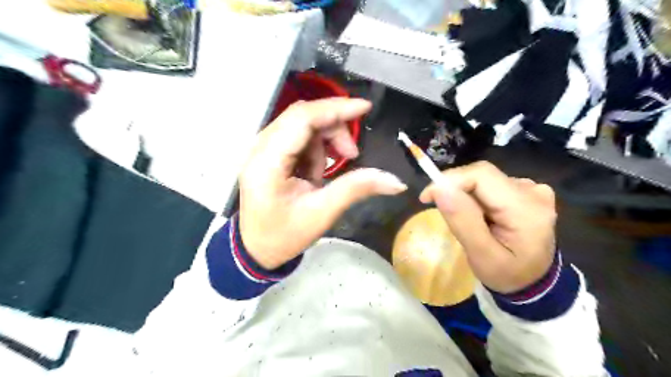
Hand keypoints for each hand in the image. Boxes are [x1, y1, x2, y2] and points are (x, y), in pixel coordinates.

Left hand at [242, 99, 408, 269]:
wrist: (257, 248)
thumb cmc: (285, 235)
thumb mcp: (322, 213)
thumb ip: (357, 189)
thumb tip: (396, 182)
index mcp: (268, 162)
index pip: (301, 119)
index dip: (335, 109)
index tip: (364, 108)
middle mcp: (260, 148)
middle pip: (302, 117)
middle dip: (333, 129)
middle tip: (352, 155)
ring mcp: (262, 149)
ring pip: (301, 125)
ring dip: (324, 143)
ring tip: (326, 174)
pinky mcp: (267, 153)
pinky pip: (297, 137)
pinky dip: (314, 149)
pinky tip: (315, 172)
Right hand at [418, 160, 555, 292]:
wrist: (533, 282)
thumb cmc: (506, 274)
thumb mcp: (481, 256)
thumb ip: (463, 222)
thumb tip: (440, 189)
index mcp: (526, 208)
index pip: (481, 175)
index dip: (450, 180)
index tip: (426, 198)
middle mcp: (532, 191)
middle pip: (482, 175)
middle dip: (456, 190)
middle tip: (443, 212)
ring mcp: (532, 189)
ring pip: (484, 180)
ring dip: (465, 195)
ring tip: (465, 220)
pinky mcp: (526, 191)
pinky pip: (491, 185)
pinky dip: (476, 197)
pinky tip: (479, 215)